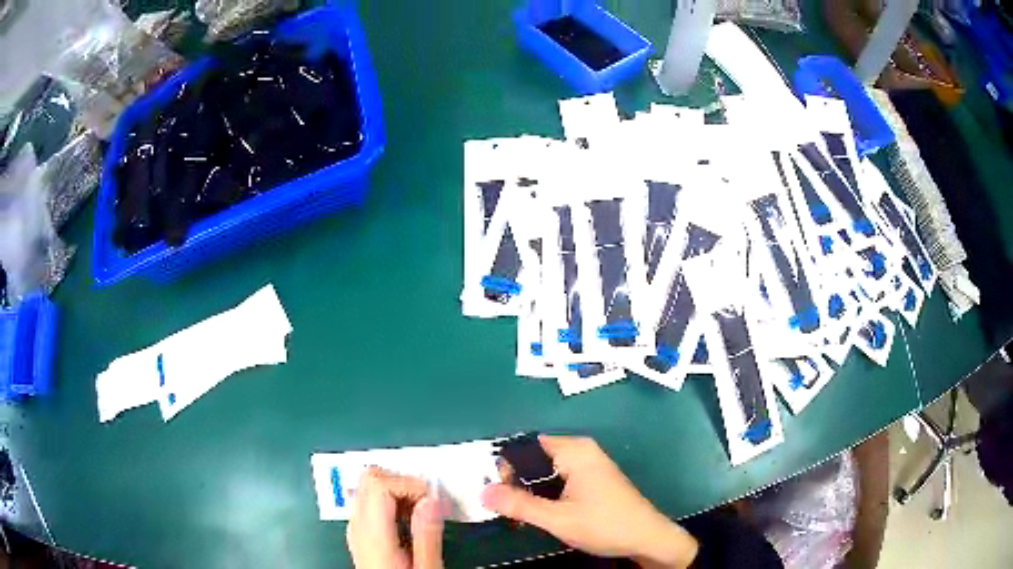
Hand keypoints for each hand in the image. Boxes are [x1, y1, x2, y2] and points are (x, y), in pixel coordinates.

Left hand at [347, 467, 444, 568]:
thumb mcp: (426, 567)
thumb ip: (427, 533)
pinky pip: (369, 501)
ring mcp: (355, 526)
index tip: (433, 501)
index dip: (409, 484)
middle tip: (427, 504)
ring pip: (367, 486)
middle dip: (402, 481)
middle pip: (369, 478)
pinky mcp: (359, 531)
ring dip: (397, 490)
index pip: (378, 483)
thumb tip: (432, 499)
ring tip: (420, 514)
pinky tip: (407, 520)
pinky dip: (390, 500)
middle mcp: (357, 525)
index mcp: (372, 533)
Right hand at [481, 436, 697, 568]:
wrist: (646, 537)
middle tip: (506, 506)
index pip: (526, 447)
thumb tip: (483, 492)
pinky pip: (560, 476)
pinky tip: (542, 511)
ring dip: (531, 489)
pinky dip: (547, 491)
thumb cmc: (604, 525)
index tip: (496, 491)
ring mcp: (590, 463)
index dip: (507, 467)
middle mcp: (582, 450)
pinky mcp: (594, 477)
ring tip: (520, 512)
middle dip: (518, 480)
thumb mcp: (558, 519)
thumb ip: (519, 505)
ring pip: (547, 469)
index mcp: (574, 451)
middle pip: (536, 458)